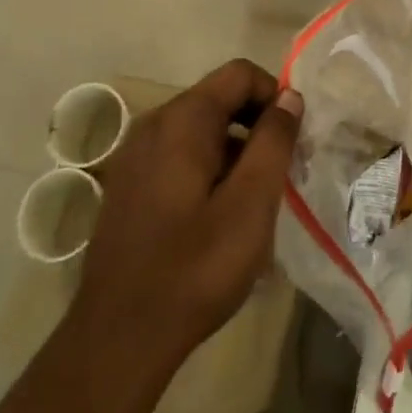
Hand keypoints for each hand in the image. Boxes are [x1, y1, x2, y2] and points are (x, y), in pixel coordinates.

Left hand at [68, 59, 303, 382]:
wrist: (118, 338)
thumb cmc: (194, 268)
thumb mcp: (251, 204)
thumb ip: (274, 142)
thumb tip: (289, 97)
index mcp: (182, 120)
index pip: (239, 74)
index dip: (274, 95)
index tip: (294, 139)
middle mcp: (153, 125)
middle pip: (218, 99)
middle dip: (256, 125)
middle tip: (280, 173)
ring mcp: (133, 155)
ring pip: (199, 130)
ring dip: (233, 150)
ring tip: (252, 200)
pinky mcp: (126, 185)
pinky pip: (177, 155)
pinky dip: (206, 168)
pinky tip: (216, 217)